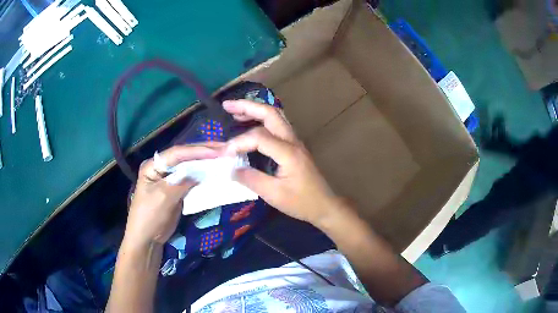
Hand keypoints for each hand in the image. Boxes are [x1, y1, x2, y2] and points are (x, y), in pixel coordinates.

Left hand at [125, 144, 224, 245]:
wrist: (147, 239)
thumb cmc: (150, 216)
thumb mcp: (164, 197)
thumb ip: (181, 183)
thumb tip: (200, 174)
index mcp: (153, 165)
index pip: (177, 153)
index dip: (197, 151)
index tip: (217, 151)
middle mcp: (162, 168)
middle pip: (184, 157)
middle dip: (204, 152)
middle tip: (226, 148)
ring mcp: (170, 179)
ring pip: (190, 167)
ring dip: (205, 162)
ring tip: (224, 157)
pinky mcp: (177, 190)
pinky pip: (192, 180)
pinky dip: (203, 176)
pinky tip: (215, 173)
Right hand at [223, 100, 344, 226]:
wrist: (325, 205)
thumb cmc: (301, 202)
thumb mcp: (274, 195)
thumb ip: (251, 180)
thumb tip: (231, 169)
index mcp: (288, 152)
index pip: (259, 137)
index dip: (239, 142)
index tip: (224, 154)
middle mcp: (292, 141)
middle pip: (270, 113)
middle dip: (247, 106)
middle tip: (227, 105)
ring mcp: (295, 141)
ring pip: (275, 115)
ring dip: (255, 110)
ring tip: (235, 111)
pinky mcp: (294, 146)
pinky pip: (277, 125)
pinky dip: (261, 119)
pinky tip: (250, 123)